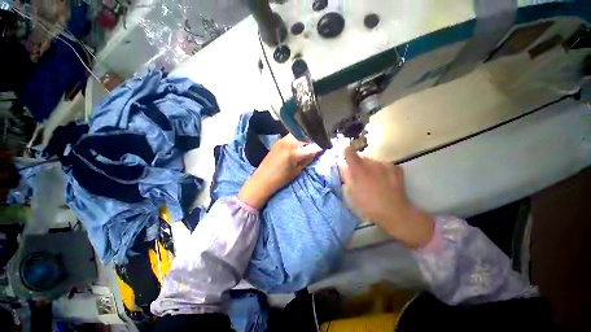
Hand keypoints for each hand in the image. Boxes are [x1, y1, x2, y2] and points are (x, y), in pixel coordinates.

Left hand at [238, 135, 321, 208]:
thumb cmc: (280, 179)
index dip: (319, 147)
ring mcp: (281, 140)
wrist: (262, 180)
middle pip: (304, 136)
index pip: (311, 147)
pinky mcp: (277, 141)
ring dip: (304, 137)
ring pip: (297, 134)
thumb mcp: (296, 171)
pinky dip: (296, 138)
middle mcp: (287, 143)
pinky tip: (298, 143)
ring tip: (308, 143)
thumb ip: (307, 159)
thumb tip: (316, 151)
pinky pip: (290, 136)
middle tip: (316, 144)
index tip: (324, 146)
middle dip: (312, 139)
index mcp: (293, 154)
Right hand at [339, 146, 434, 248]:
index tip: (345, 152)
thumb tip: (345, 167)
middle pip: (362, 158)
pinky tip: (384, 180)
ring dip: (370, 167)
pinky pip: (384, 165)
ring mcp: (385, 165)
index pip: (350, 153)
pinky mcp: (395, 168)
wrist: (394, 212)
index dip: (346, 152)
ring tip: (373, 180)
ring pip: (373, 161)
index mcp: (359, 170)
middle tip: (360, 176)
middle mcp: (371, 164)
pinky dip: (381, 170)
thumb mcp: (351, 193)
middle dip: (359, 164)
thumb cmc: (368, 205)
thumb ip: (347, 177)